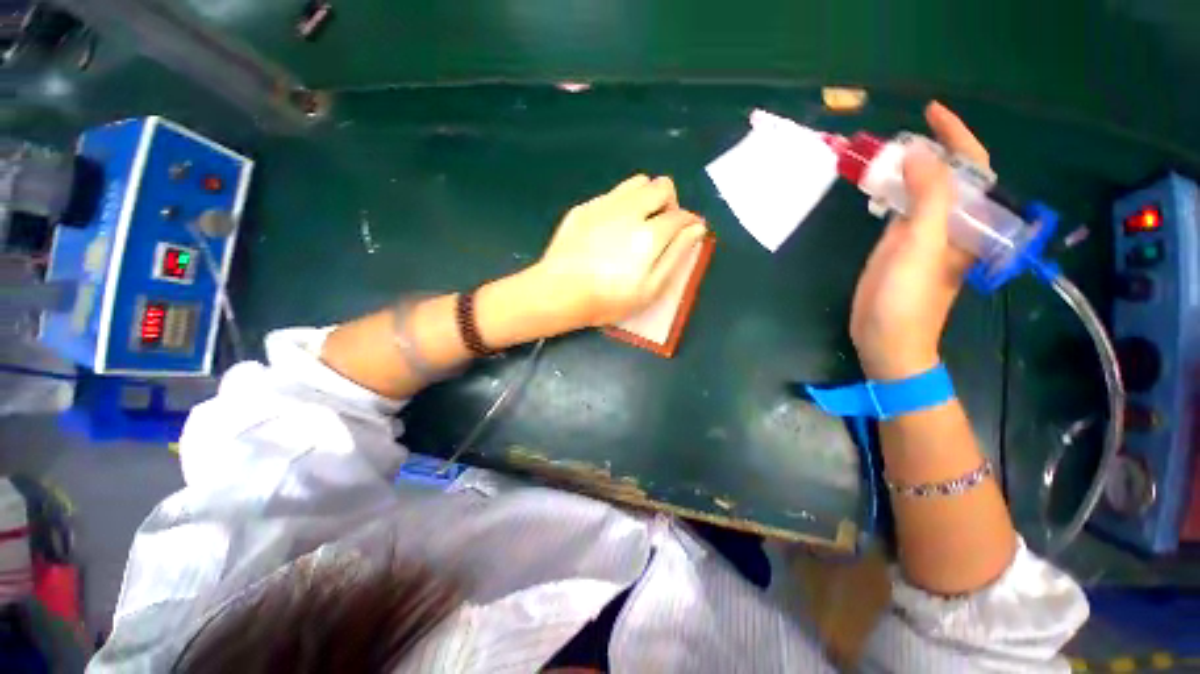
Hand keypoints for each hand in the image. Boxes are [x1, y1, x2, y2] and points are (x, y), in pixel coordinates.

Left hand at [532, 174, 707, 327]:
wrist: (558, 293)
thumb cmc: (608, 299)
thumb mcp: (650, 289)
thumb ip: (676, 256)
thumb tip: (696, 228)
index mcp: (650, 233)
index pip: (681, 215)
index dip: (690, 222)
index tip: (689, 232)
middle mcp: (629, 210)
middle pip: (662, 186)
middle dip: (670, 203)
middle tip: (662, 227)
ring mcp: (604, 205)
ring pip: (637, 182)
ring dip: (647, 197)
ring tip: (639, 223)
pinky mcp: (584, 207)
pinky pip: (612, 194)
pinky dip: (622, 204)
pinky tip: (611, 229)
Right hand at [850, 102, 988, 378]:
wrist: (886, 336)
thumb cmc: (909, 298)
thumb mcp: (923, 245)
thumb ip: (929, 198)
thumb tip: (918, 152)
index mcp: (970, 220)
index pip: (972, 167)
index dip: (956, 136)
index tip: (931, 111)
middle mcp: (952, 222)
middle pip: (946, 175)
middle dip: (928, 148)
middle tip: (899, 132)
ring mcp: (923, 234)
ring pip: (920, 190)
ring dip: (904, 169)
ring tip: (882, 153)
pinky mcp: (899, 245)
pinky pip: (900, 208)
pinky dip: (889, 192)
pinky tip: (875, 186)